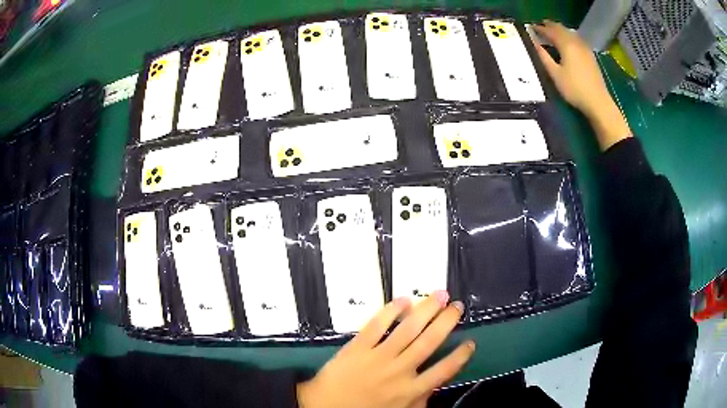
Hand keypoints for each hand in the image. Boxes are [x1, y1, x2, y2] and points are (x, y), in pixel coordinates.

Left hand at [297, 291, 474, 407]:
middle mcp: (400, 371)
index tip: (470, 342)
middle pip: (429, 342)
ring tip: (440, 295)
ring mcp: (378, 357)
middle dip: (446, 322)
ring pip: (408, 329)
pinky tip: (403, 300)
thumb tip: (434, 386)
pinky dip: (390, 311)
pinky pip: (376, 326)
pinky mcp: (357, 347)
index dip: (460, 355)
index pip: (444, 370)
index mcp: (411, 390)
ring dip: (426, 310)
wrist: (324, 407)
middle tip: (457, 306)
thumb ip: (420, 400)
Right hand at [532, 20, 610, 117]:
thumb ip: (543, 56)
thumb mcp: (555, 74)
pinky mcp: (590, 55)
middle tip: (541, 26)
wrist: (598, 101)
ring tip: (553, 31)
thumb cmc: (574, 89)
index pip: (550, 31)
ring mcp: (585, 48)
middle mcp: (576, 42)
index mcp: (566, 45)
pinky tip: (568, 41)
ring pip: (570, 33)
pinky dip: (569, 36)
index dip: (540, 28)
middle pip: (561, 29)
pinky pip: (577, 39)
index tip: (531, 27)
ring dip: (560, 30)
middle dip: (550, 26)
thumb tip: (534, 43)